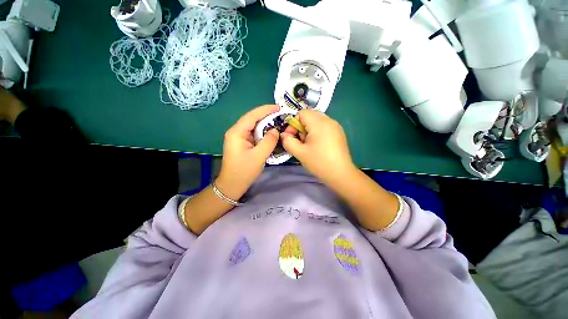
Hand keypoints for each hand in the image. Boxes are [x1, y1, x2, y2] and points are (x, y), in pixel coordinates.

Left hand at [216, 105, 280, 199]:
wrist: (232, 185)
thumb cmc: (243, 171)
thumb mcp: (259, 156)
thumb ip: (269, 142)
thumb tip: (275, 130)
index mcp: (237, 132)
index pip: (252, 116)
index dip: (265, 110)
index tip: (278, 107)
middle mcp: (236, 132)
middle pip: (252, 119)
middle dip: (266, 115)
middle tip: (281, 115)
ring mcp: (238, 137)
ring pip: (253, 126)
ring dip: (265, 124)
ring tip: (278, 121)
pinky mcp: (242, 143)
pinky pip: (254, 134)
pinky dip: (263, 132)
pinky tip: (271, 132)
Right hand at [281, 109, 355, 184]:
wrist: (341, 174)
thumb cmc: (319, 162)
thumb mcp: (300, 152)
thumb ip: (288, 141)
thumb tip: (284, 135)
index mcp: (319, 123)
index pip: (301, 113)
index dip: (293, 123)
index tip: (292, 136)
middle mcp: (329, 120)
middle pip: (309, 115)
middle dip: (301, 126)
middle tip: (301, 141)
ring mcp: (335, 126)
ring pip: (317, 120)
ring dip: (309, 129)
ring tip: (309, 144)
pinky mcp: (339, 132)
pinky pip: (324, 126)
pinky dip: (317, 131)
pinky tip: (318, 145)